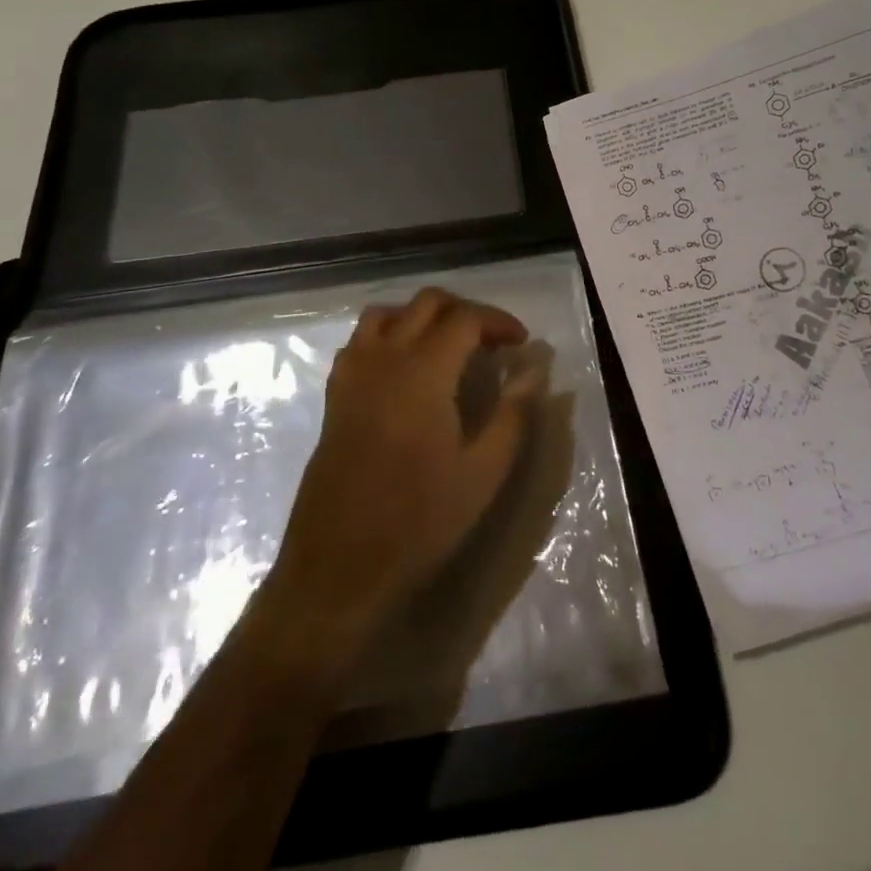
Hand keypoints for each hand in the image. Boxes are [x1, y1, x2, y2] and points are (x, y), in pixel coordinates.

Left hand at [264, 287, 551, 650]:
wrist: (339, 567)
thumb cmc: (420, 521)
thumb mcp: (483, 472)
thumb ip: (513, 413)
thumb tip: (536, 369)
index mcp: (423, 372)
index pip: (464, 318)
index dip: (498, 321)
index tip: (521, 343)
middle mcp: (383, 358)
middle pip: (426, 303)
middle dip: (465, 312)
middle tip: (491, 342)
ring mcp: (352, 374)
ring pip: (387, 313)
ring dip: (422, 317)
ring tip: (449, 347)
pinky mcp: (335, 395)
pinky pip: (361, 341)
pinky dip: (389, 335)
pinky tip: (406, 370)